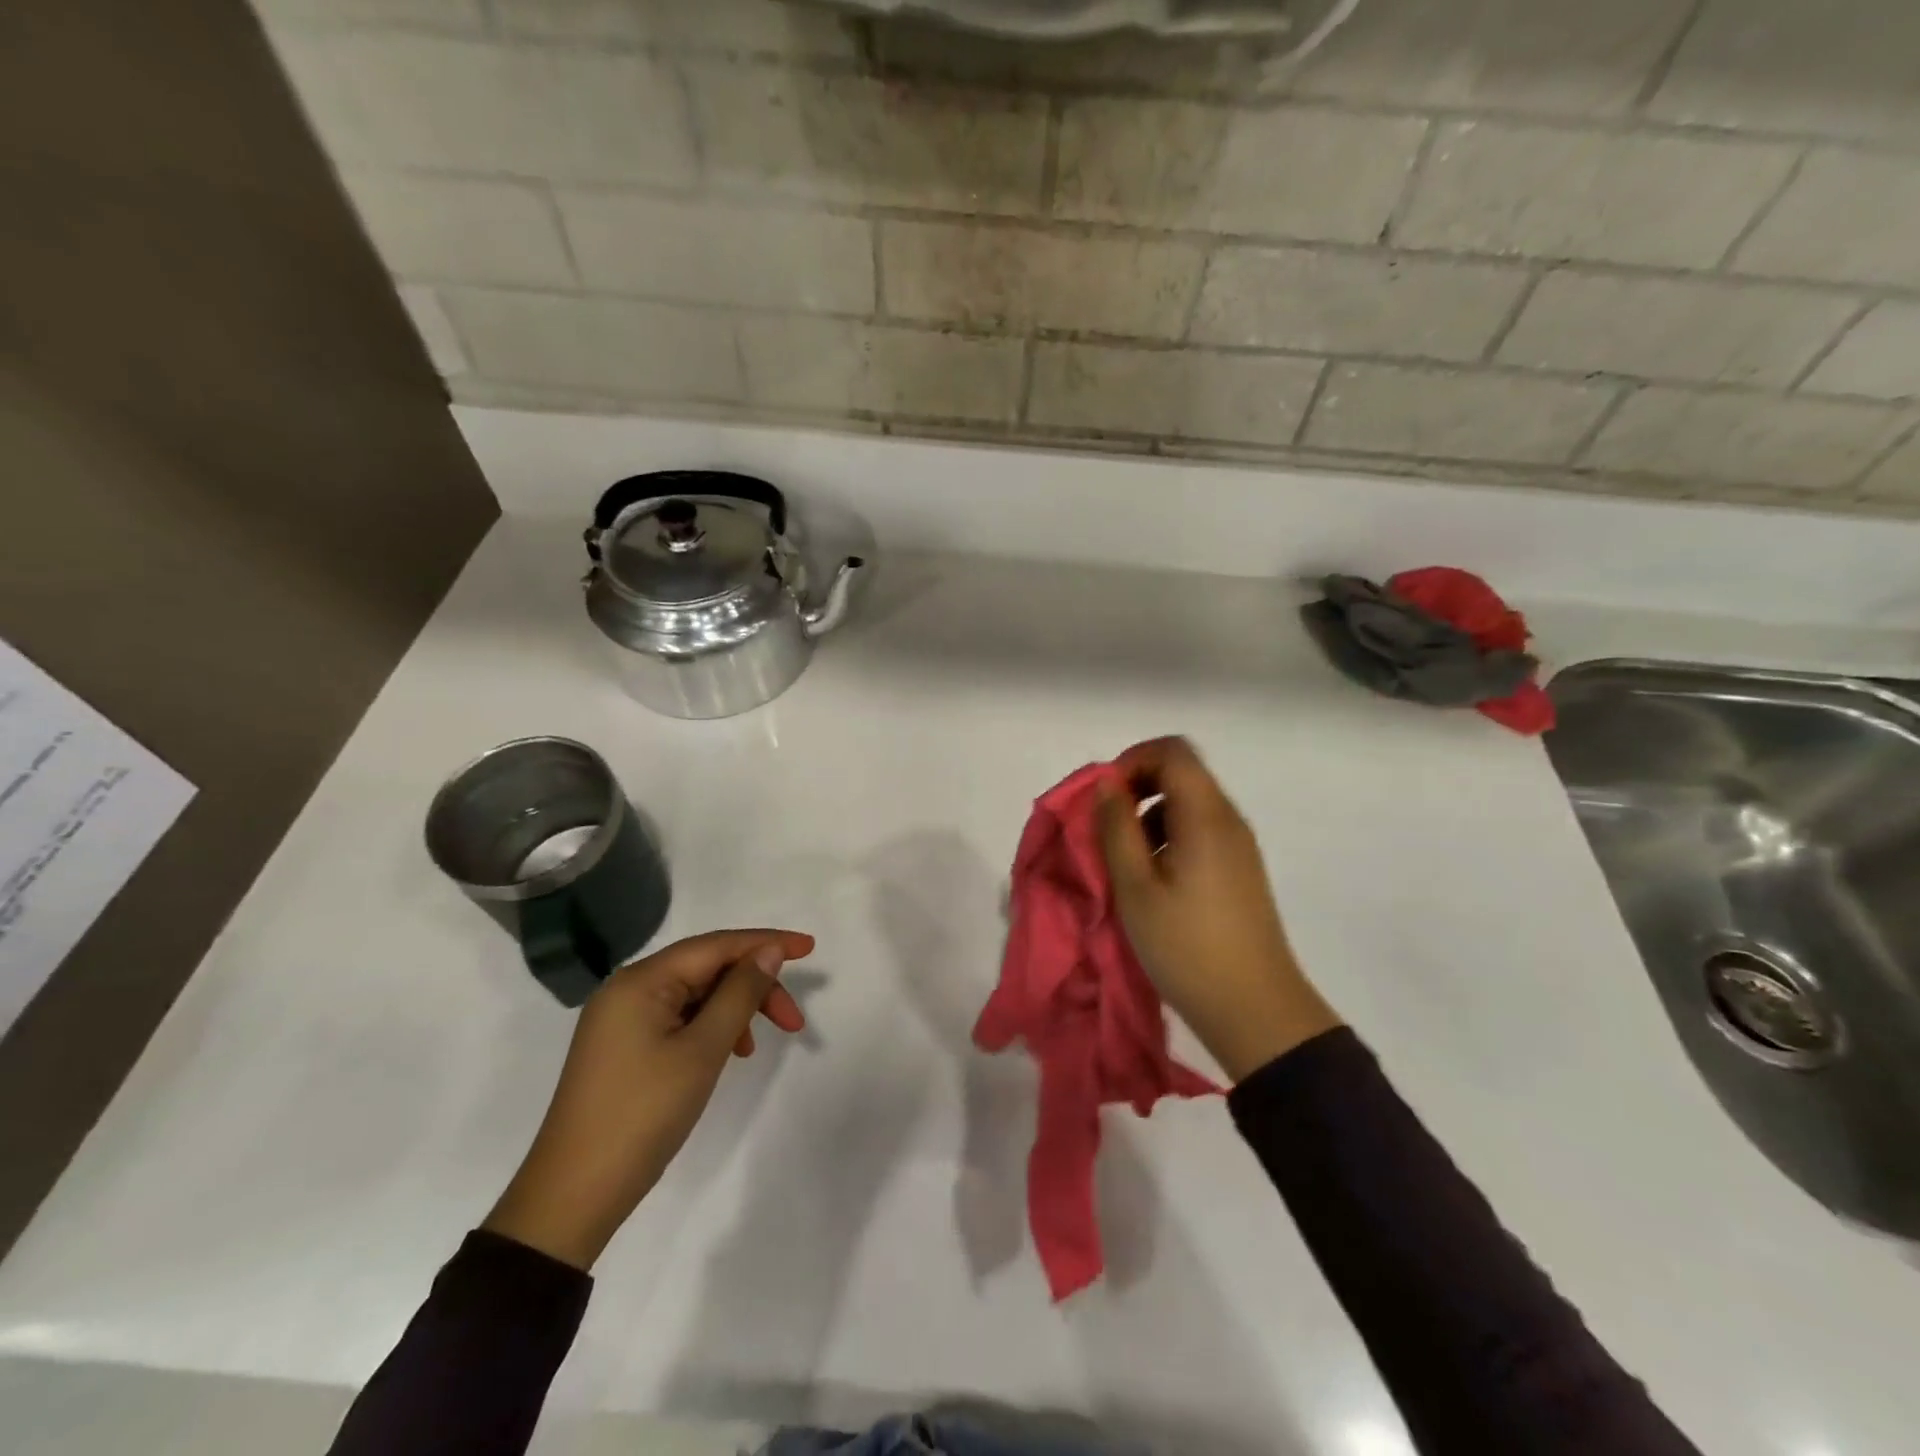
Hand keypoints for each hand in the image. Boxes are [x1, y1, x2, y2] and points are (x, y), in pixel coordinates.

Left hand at [483, 928, 812, 1269]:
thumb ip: (740, 993)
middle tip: (793, 1022)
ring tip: (755, 1045)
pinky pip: (678, 1018)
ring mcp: (622, 1019)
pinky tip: (728, 1053)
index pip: (717, 945)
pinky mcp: (623, 1047)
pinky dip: (710, 1027)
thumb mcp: (702, 1050)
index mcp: (642, 981)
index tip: (811, 948)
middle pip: (707, 968)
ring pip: (695, 994)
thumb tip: (769, 952)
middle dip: (754, 986)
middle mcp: (629, 989)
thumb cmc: (643, 1114)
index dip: (767, 942)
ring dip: (735, 1009)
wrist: (572, 1197)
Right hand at [1098, 737, 1340, 1081]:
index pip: (1172, 751)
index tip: (1104, 797)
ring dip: (1150, 815)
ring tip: (1126, 861)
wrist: (1255, 1010)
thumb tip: (1106, 786)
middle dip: (1137, 788)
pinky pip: (1200, 830)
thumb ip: (1116, 829)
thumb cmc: (1186, 947)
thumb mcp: (1135, 888)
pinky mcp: (1240, 870)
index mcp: (1206, 816)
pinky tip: (1154, 879)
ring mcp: (1239, 845)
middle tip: (1106, 827)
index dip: (1132, 760)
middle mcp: (1228, 820)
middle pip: (1182, 772)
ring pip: (1189, 803)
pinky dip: (1169, 837)